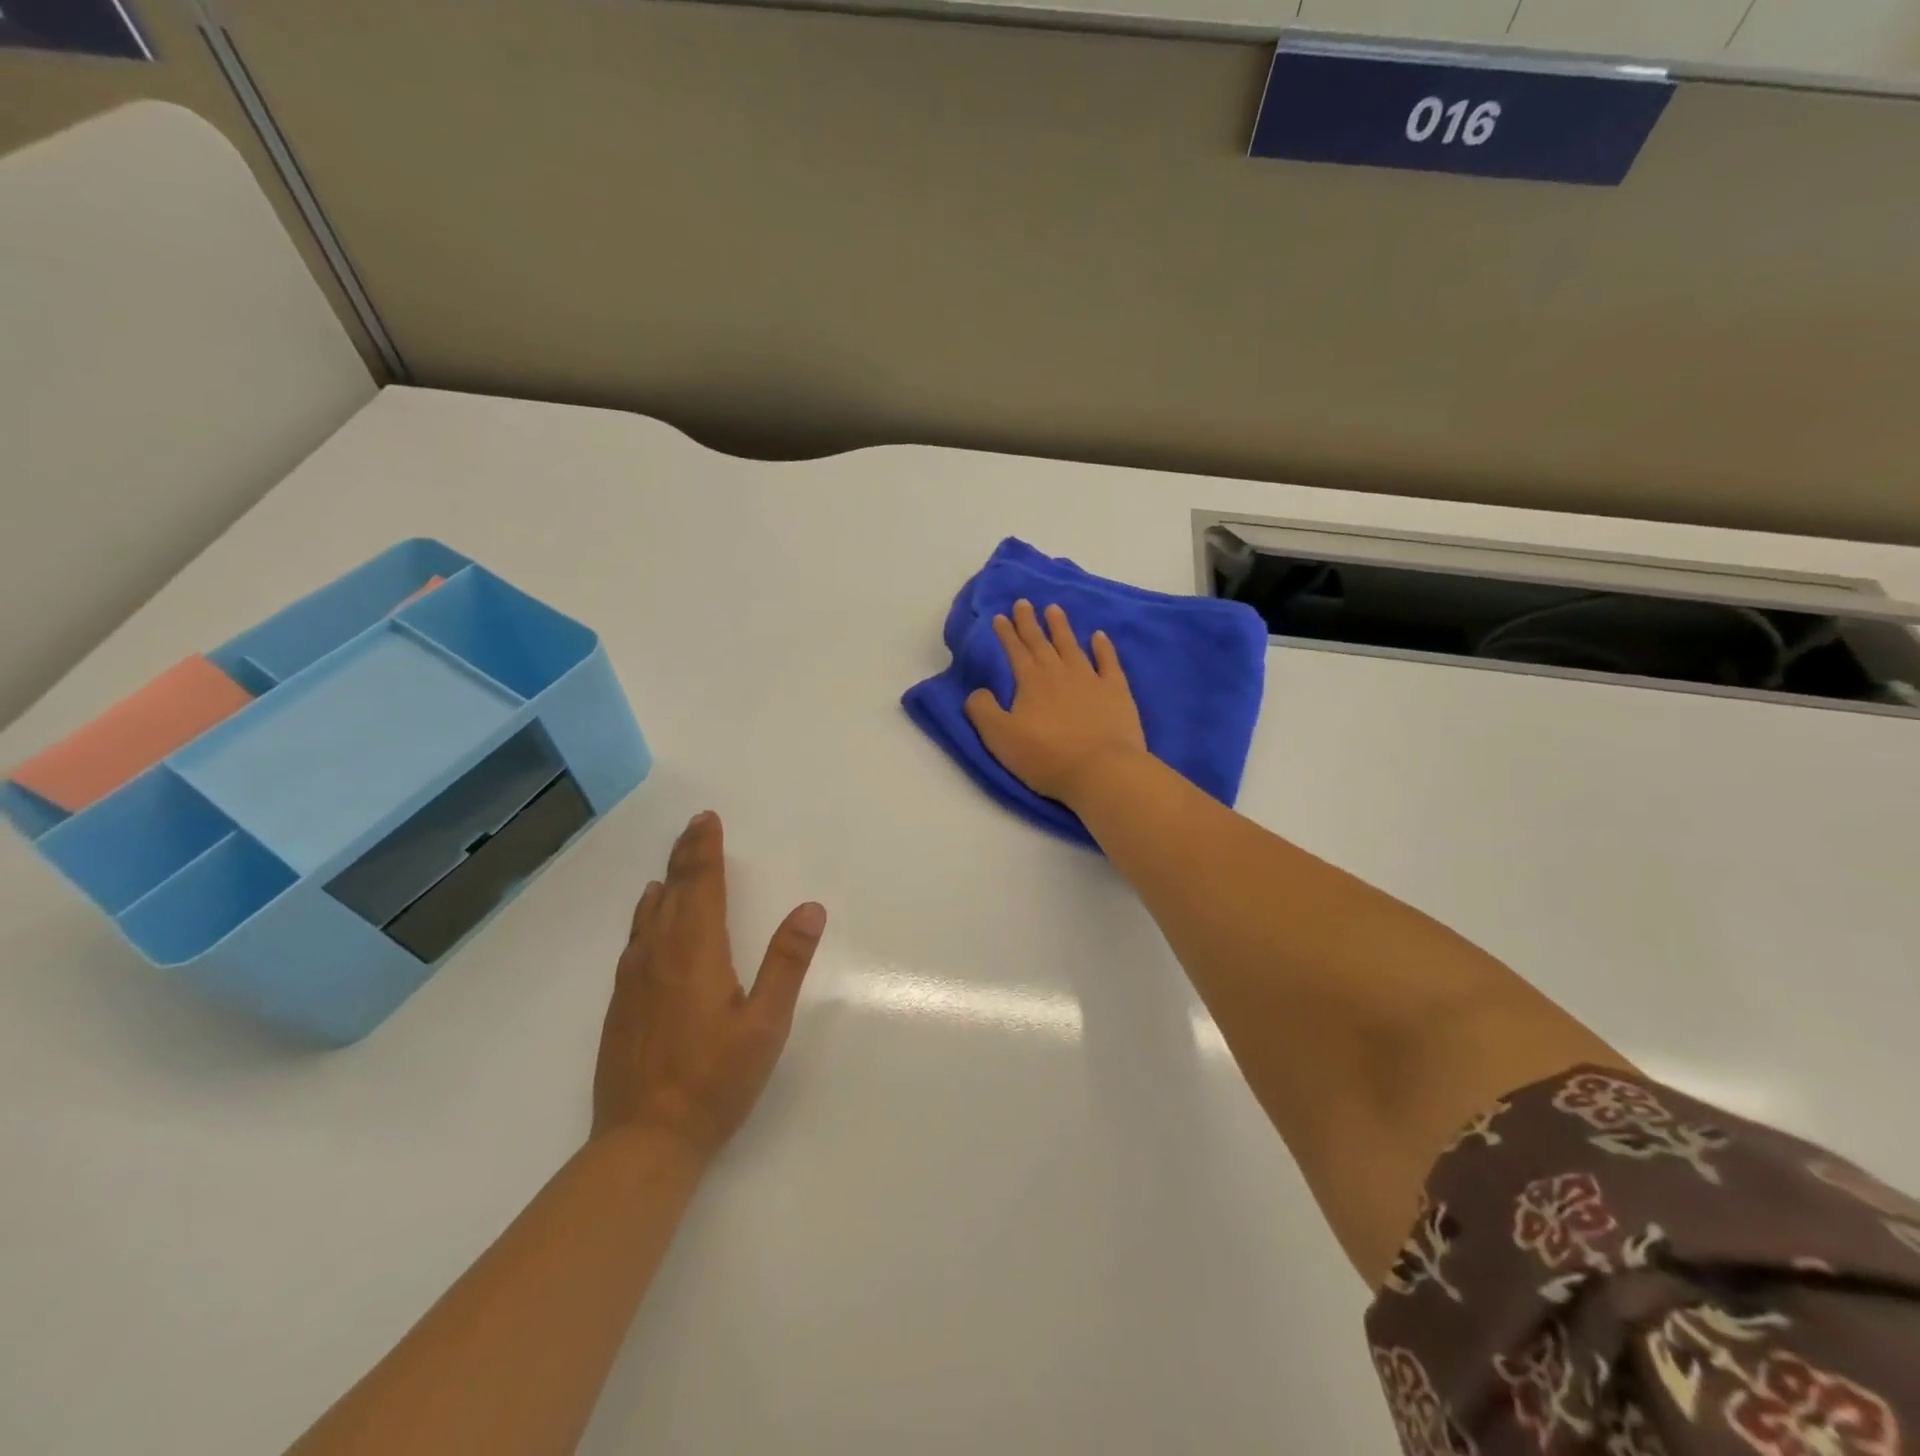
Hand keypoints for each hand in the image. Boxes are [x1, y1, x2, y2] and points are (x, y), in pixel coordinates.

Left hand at [593, 811, 827, 1161]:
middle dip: (686, 856)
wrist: (644, 1140)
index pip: (701, 886)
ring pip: (649, 914)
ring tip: (674, 863)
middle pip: (673, 892)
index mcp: (696, 952)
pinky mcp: (622, 1003)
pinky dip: (645, 914)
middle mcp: (660, 955)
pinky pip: (635, 939)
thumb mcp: (765, 1024)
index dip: (705, 850)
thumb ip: (786, 962)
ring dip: (666, 881)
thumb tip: (810, 908)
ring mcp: (635, 979)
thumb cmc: (715, 1081)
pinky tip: (647, 915)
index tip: (707, 820)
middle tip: (695, 826)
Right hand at [964, 599, 1147, 804]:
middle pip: (1041, 642)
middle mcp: (1059, 673)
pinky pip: (1108, 662)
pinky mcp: (1116, 692)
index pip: (1015, 651)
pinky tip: (1099, 636)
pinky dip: (1103, 647)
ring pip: (1072, 646)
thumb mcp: (1000, 738)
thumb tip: (977, 691)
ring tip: (1054, 609)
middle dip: (1030, 622)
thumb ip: (983, 711)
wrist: (1101, 770)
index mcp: (1031, 682)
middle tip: (1024, 602)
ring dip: (1062, 627)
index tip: (1000, 616)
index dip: (1006, 634)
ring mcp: (1091, 679)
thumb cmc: (1046, 757)